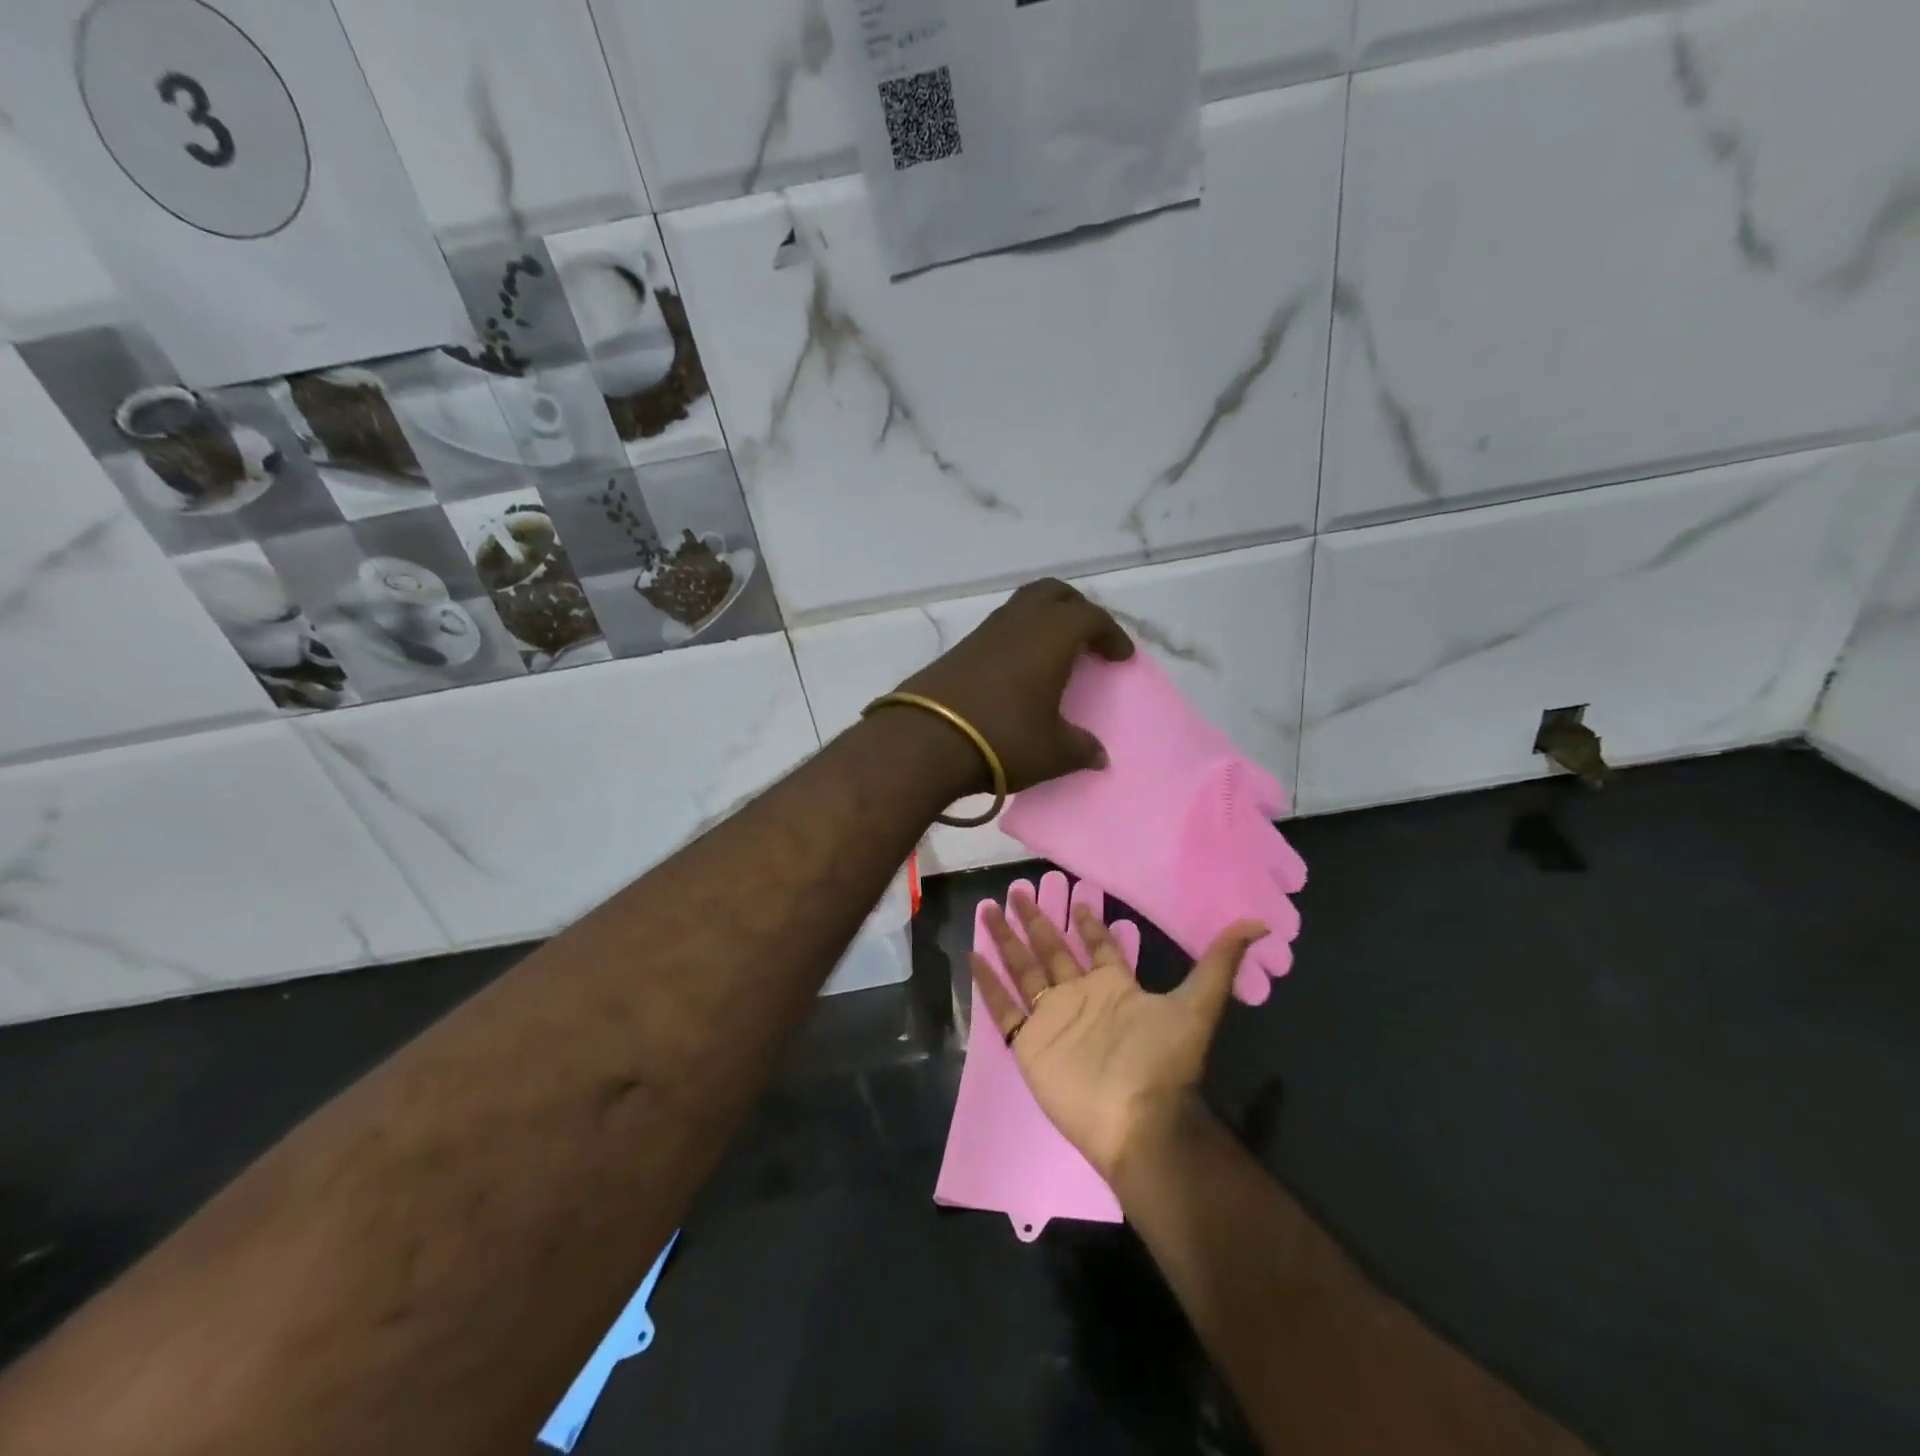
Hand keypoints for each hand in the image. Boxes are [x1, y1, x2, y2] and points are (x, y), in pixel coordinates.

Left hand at [897, 579, 1132, 793]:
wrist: (924, 741)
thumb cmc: (1002, 739)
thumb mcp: (1052, 753)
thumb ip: (1081, 749)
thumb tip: (1098, 755)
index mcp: (1050, 636)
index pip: (1090, 617)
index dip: (1111, 634)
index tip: (1121, 657)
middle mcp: (1018, 623)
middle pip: (1053, 594)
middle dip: (1076, 609)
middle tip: (1089, 638)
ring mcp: (983, 633)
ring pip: (1022, 607)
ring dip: (1043, 622)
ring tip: (1055, 655)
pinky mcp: (958, 650)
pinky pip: (999, 630)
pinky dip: (1018, 639)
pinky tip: (1018, 672)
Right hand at [969, 888, 1267, 1182]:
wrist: (1137, 1120)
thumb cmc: (1163, 1062)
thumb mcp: (1197, 1005)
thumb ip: (1219, 963)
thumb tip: (1259, 923)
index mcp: (1113, 987)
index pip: (1097, 947)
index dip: (1088, 923)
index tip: (1074, 897)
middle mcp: (1079, 996)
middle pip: (1051, 950)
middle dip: (1036, 921)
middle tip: (1018, 890)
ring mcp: (1051, 1018)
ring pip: (1022, 969)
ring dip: (1006, 940)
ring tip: (988, 909)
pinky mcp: (1028, 1041)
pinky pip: (1003, 1007)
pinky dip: (987, 983)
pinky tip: (973, 956)